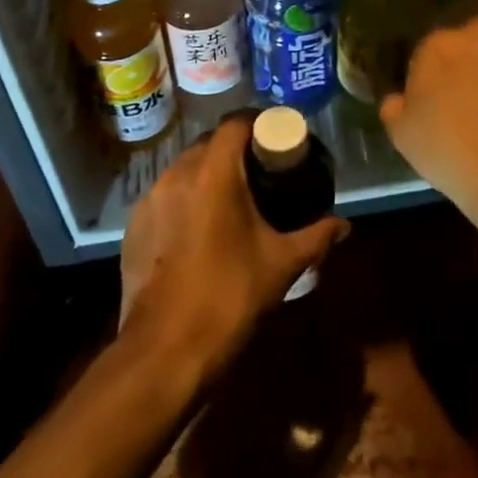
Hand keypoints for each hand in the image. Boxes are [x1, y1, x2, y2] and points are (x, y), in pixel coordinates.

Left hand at [119, 119, 346, 379]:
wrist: (164, 353)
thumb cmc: (228, 297)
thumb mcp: (281, 264)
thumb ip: (316, 236)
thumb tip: (344, 225)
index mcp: (213, 172)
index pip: (234, 123)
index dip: (257, 123)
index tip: (276, 139)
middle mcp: (177, 174)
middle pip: (208, 143)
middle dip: (234, 150)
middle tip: (260, 171)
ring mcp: (149, 200)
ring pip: (184, 169)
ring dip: (208, 174)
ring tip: (231, 200)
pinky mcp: (133, 227)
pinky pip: (165, 197)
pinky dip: (185, 200)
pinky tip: (199, 230)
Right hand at [379, 14, 477, 226]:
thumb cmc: (450, 151)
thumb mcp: (402, 135)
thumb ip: (394, 106)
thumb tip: (396, 97)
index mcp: (433, 46)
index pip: (433, 49)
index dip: (439, 71)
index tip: (446, 93)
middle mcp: (469, 28)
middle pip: (468, 33)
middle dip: (472, 53)